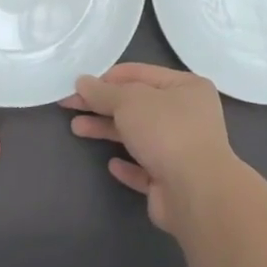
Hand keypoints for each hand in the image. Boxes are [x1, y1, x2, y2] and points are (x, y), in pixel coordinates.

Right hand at [61, 63, 247, 233]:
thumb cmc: (166, 132)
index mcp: (186, 87)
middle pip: (138, 105)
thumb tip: (82, 81)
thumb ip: (103, 92)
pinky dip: (128, 164)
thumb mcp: (130, 101)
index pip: (141, 74)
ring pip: (139, 135)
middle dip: (103, 104)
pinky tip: (112, 164)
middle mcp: (188, 115)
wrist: (196, 192)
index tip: (78, 85)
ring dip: (108, 130)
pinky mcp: (172, 181)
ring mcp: (182, 150)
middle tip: (70, 105)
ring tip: (76, 129)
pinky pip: (145, 168)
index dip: (107, 78)